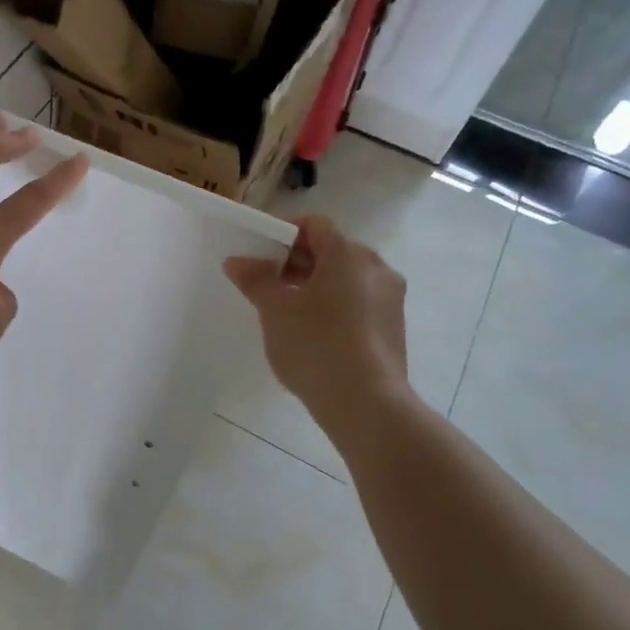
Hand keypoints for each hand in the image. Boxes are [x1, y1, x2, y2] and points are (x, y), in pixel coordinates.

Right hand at [223, 216, 411, 424]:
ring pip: (346, 278)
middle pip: (332, 250)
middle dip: (297, 262)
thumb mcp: (275, 310)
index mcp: (348, 254)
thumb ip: (255, 280)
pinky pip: (358, 302)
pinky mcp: (393, 326)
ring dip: (315, 285)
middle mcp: (376, 268)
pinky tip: (313, 333)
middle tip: (267, 283)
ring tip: (286, 311)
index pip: (314, 225)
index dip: (284, 233)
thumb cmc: (316, 345)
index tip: (260, 255)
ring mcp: (390, 298)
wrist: (366, 403)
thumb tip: (237, 261)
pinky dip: (334, 305)